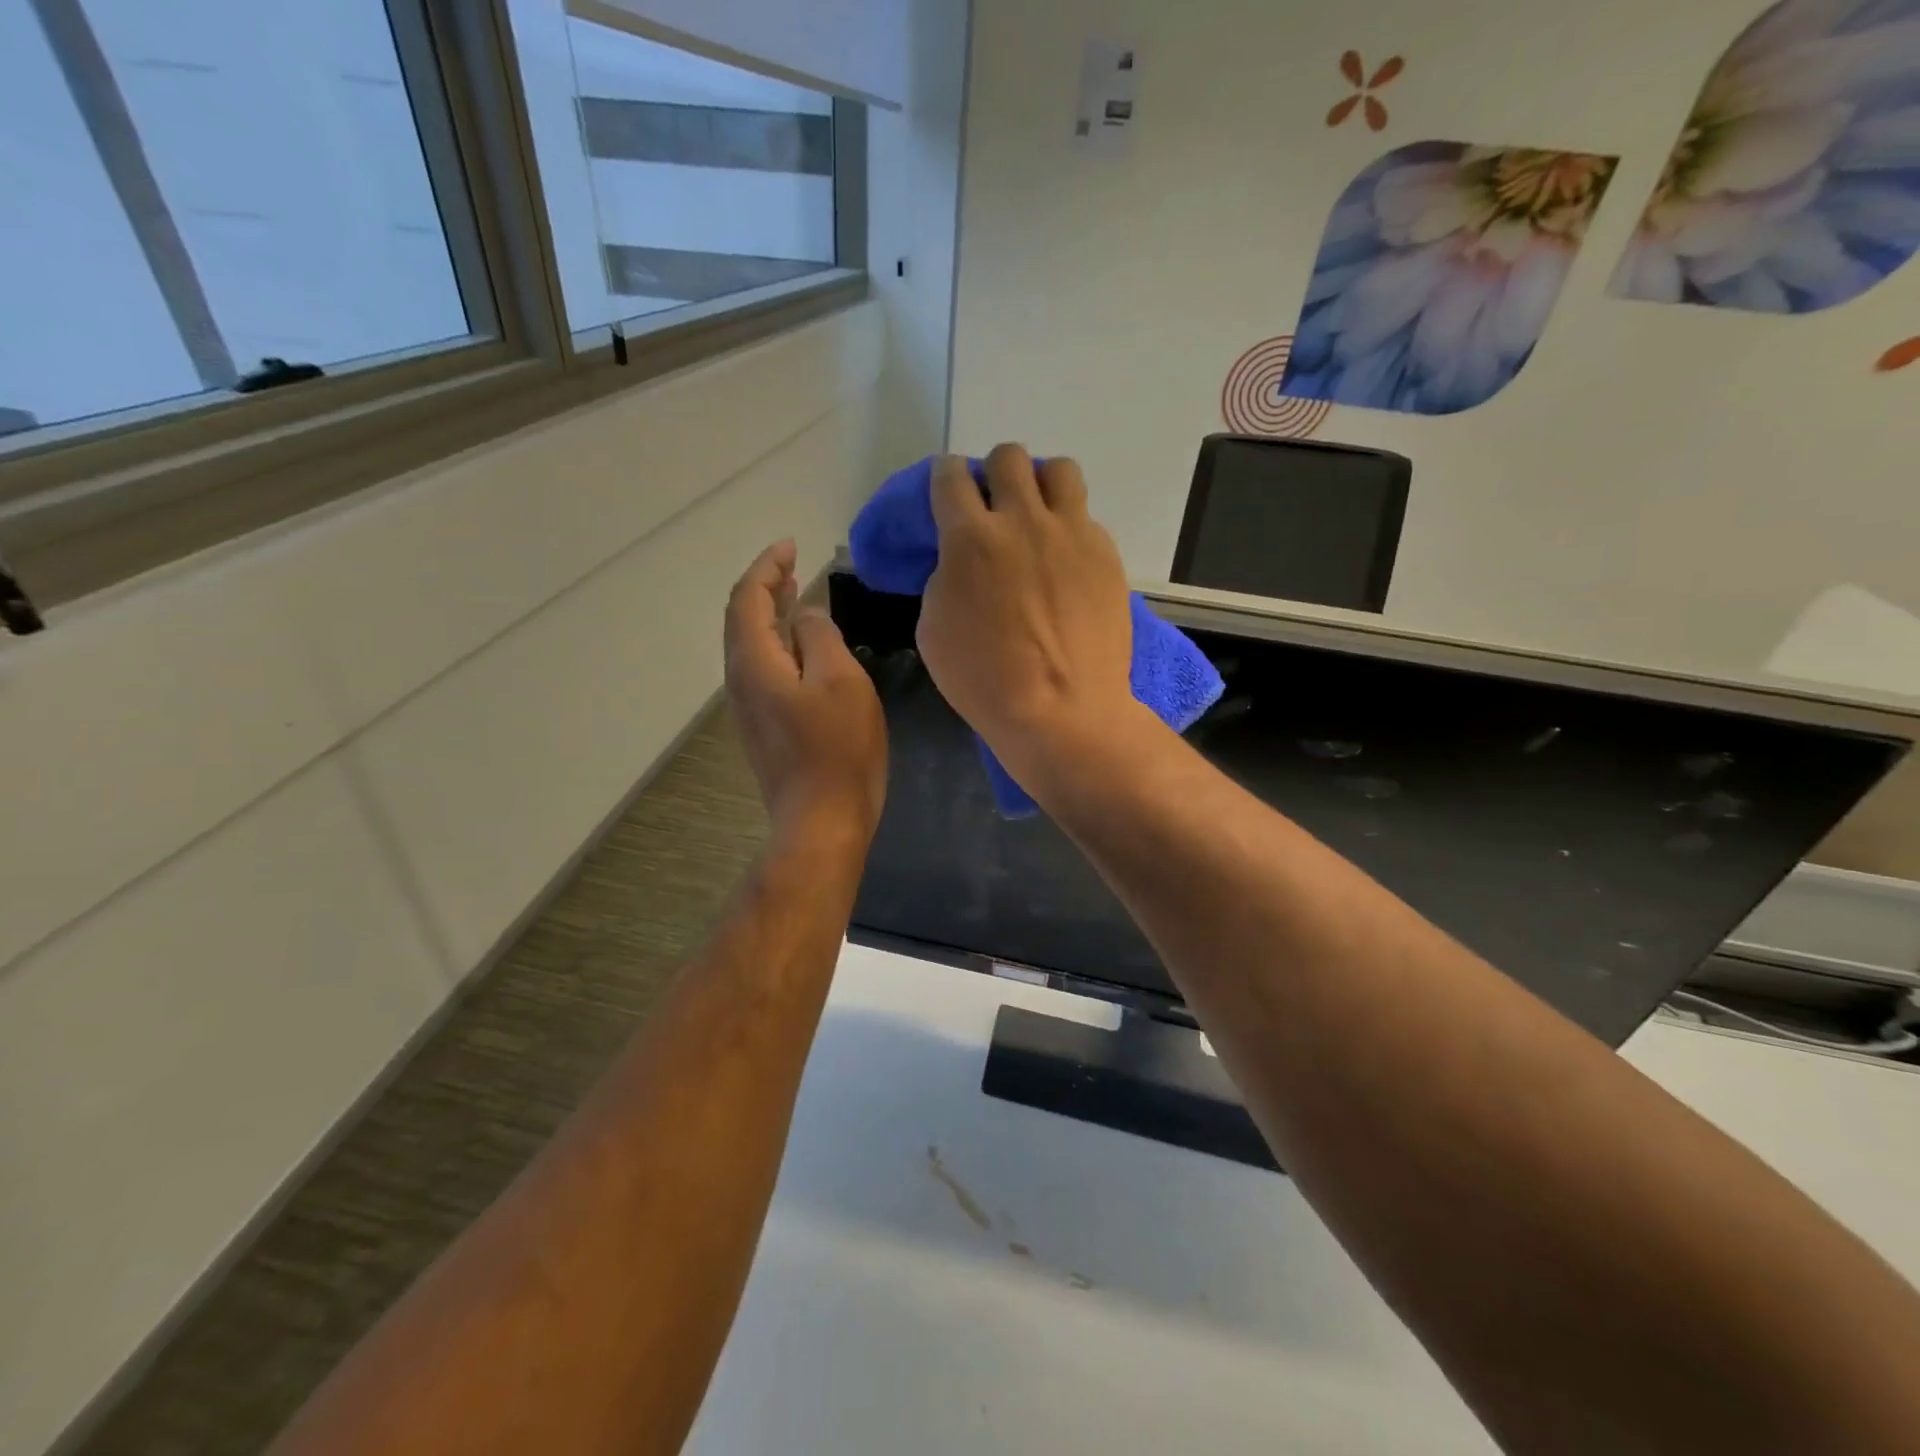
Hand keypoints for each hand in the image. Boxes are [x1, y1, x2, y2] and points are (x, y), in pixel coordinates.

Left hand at [725, 540, 886, 842]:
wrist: (823, 821)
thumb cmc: (837, 749)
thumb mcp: (840, 681)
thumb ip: (820, 637)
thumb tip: (804, 617)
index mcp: (754, 663)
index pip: (748, 599)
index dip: (767, 567)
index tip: (791, 545)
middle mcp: (741, 681)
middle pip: (742, 620)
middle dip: (765, 586)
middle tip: (792, 564)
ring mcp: (750, 708)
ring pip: (752, 646)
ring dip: (770, 615)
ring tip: (794, 594)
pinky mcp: (765, 729)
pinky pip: (764, 670)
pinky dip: (778, 644)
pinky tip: (803, 648)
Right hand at [917, 445, 1134, 777]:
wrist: (1061, 710)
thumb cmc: (985, 680)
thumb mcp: (934, 628)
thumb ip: (945, 577)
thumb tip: (961, 560)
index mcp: (971, 539)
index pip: (950, 476)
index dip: (945, 477)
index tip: (947, 490)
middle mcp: (1023, 521)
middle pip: (1008, 457)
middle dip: (994, 473)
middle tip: (993, 507)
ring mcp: (1072, 534)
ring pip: (1058, 470)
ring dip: (1040, 485)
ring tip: (1037, 517)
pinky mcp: (1106, 555)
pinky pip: (1086, 518)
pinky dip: (1070, 529)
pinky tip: (1065, 563)